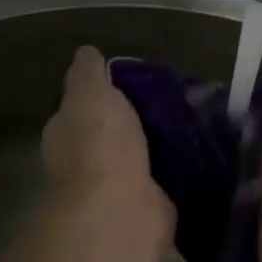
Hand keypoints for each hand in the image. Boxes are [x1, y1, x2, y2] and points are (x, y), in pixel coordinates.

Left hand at [41, 46, 173, 261]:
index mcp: (65, 132)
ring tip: (189, 121)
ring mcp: (113, 186)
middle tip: (169, 100)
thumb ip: (88, 72)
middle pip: (110, 132)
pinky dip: (173, 168)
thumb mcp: (90, 92)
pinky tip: (196, 152)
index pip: (81, 106)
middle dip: (133, 120)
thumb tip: (88, 53)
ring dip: (156, 144)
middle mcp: (83, 161)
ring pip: (137, 154)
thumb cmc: (99, 143)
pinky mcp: (145, 205)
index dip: (102, 94)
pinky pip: (160, 178)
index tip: (132, 81)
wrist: (120, 208)